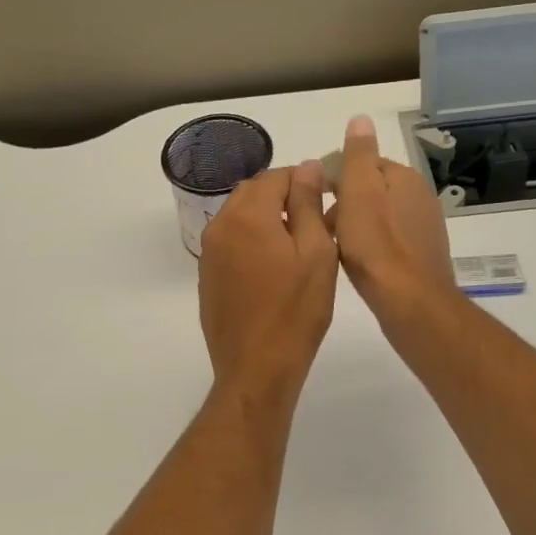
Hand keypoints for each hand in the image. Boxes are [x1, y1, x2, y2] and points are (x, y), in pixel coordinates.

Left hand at [198, 161, 338, 397]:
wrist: (256, 368)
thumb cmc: (295, 310)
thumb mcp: (315, 252)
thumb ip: (308, 203)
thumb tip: (307, 166)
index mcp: (247, 214)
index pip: (276, 176)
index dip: (305, 179)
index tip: (327, 196)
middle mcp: (220, 224)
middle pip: (254, 192)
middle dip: (284, 196)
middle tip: (316, 219)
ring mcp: (209, 251)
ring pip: (240, 215)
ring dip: (267, 217)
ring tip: (298, 242)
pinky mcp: (208, 274)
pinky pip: (231, 240)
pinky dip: (252, 239)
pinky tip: (274, 265)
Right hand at [329, 116, 456, 333]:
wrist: (411, 303)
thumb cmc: (377, 246)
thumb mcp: (359, 192)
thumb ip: (358, 155)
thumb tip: (361, 118)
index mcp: (404, 178)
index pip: (363, 163)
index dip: (336, 178)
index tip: (315, 199)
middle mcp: (419, 197)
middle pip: (370, 190)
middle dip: (344, 203)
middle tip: (321, 226)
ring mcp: (423, 228)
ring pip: (377, 216)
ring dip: (354, 226)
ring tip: (334, 247)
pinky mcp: (421, 255)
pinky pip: (387, 240)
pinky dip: (369, 245)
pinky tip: (357, 263)